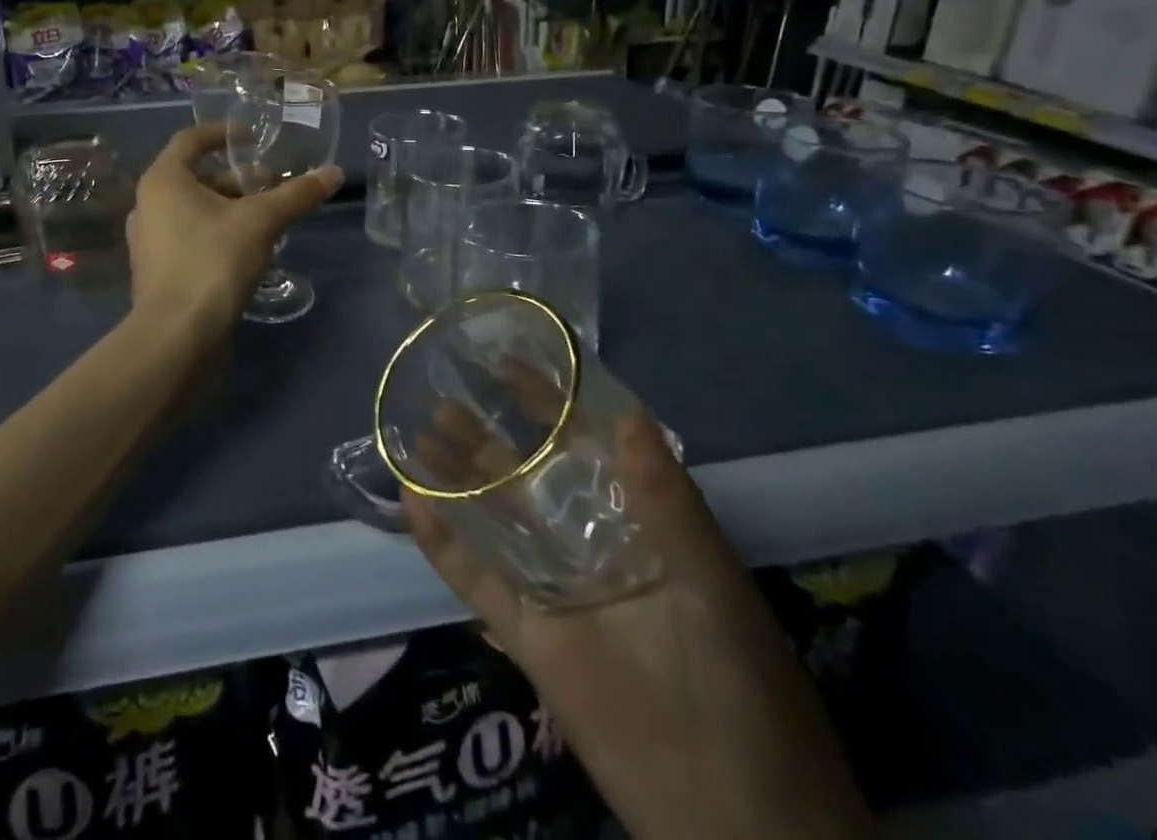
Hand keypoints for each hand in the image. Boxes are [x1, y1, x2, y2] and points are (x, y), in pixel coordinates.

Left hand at [126, 122, 340, 348]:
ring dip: (232, 209)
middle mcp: (149, 205)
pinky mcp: (160, 272)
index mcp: (162, 181)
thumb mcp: (261, 222)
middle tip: (273, 185)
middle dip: (237, 179)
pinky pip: (192, 238)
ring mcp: (151, 242)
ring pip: (196, 211)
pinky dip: (219, 234)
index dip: (222, 133)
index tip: (253, 136)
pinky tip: (251, 251)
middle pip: (197, 178)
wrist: (176, 338)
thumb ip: (296, 195)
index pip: (190, 140)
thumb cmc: (212, 262)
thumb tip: (334, 172)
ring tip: (270, 218)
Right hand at [405, 415, 874, 839]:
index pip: (582, 443)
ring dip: (453, 478)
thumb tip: (630, 415)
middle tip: (439, 396)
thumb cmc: (744, 688)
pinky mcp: (529, 636)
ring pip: (492, 519)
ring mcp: (553, 589)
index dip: (546, 401)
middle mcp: (587, 543)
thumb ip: (670, 503)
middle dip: (483, 435)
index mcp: (636, 520)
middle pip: (525, 476)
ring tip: (414, 434)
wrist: (742, 825)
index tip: (505, 363)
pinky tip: (411, 503)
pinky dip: (442, 543)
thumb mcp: (713, 586)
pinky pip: (477, 581)